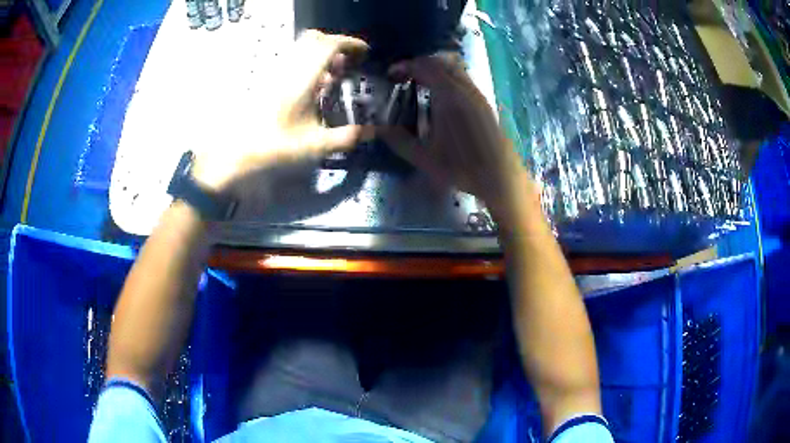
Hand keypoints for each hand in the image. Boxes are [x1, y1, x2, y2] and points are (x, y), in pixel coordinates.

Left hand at [193, 30, 374, 191]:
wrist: (236, 152)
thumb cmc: (274, 147)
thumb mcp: (314, 145)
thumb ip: (345, 137)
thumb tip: (372, 132)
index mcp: (302, 79)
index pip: (329, 45)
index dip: (351, 43)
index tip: (365, 52)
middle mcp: (289, 69)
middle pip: (315, 40)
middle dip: (337, 45)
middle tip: (349, 63)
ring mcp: (276, 73)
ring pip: (302, 48)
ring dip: (322, 54)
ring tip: (334, 75)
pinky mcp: (268, 80)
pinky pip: (293, 60)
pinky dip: (309, 64)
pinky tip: (313, 88)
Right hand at [380, 54, 538, 226]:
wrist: (500, 177)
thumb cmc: (462, 167)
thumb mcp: (424, 158)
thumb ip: (399, 141)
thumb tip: (377, 129)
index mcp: (448, 96)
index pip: (424, 66)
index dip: (405, 66)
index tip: (391, 75)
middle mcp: (464, 88)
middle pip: (440, 61)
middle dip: (419, 64)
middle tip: (404, 77)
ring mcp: (477, 94)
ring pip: (455, 68)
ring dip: (435, 69)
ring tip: (420, 85)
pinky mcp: (484, 102)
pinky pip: (463, 78)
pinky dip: (448, 77)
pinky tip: (441, 98)